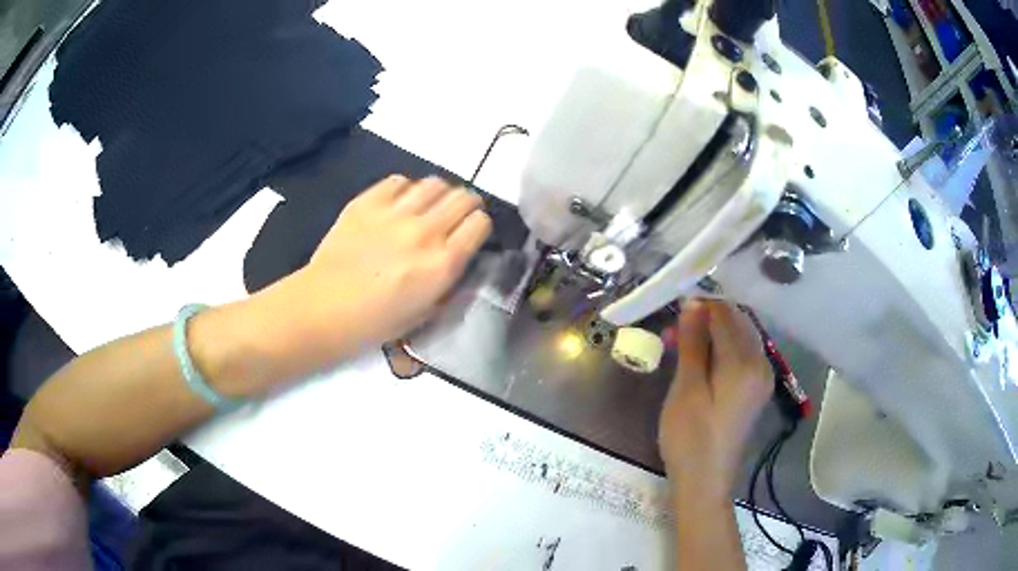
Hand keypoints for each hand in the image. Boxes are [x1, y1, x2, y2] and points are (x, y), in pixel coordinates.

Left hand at [248, 175, 491, 378]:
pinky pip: (399, 181)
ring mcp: (394, 212)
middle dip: (466, 204)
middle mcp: (425, 231)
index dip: (479, 226)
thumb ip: (447, 280)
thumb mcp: (425, 312)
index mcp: (443, 263)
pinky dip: (405, 189)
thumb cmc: (375, 322)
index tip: (471, 234)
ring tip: (427, 207)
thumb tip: (456, 256)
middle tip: (454, 216)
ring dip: (438, 194)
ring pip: (434, 183)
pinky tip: (397, 204)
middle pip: (463, 196)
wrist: (324, 308)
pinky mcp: (367, 201)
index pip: (480, 223)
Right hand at [658, 300, 772, 497]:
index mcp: (745, 363)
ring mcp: (762, 378)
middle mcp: (761, 364)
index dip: (701, 305)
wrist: (705, 482)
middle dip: (707, 318)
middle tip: (675, 329)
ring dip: (713, 334)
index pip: (726, 315)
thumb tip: (694, 303)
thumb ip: (694, 344)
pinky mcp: (756, 390)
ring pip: (740, 338)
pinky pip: (742, 355)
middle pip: (737, 323)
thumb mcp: (687, 389)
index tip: (674, 305)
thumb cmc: (690, 437)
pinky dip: (722, 350)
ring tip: (682, 343)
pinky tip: (700, 359)